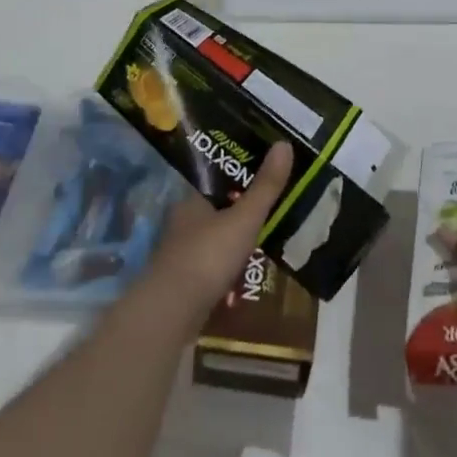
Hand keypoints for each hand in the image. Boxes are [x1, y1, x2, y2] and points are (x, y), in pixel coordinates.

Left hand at [145, 142, 293, 322]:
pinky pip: (214, 268)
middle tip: (273, 213)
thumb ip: (265, 186)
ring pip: (216, 240)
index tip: (265, 177)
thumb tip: (285, 143)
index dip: (240, 176)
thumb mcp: (244, 219)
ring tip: (267, 244)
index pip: (217, 180)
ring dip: (237, 244)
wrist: (172, 313)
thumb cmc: (208, 256)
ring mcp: (182, 254)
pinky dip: (230, 270)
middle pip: (218, 211)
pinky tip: (247, 276)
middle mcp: (183, 223)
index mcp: (192, 200)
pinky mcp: (185, 283)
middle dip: (242, 214)